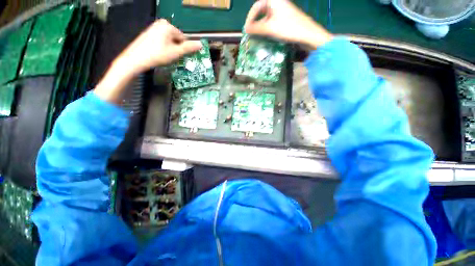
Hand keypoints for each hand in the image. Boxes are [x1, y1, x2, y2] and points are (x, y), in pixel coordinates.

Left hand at [94, 20, 200, 103]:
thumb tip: (201, 44)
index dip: (184, 49)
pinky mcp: (149, 34)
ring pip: (170, 41)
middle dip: (177, 49)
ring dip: (171, 49)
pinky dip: (164, 48)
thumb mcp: (176, 52)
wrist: (136, 59)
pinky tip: (160, 54)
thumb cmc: (157, 55)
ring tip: (166, 57)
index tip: (182, 57)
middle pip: (176, 39)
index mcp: (168, 26)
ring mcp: (154, 28)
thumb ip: (189, 48)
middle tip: (173, 58)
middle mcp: (161, 24)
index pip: (183, 38)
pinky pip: (162, 41)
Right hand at [244, 0, 332, 49]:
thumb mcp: (270, 28)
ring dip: (261, 27)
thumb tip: (245, 30)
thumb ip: (256, 28)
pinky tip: (266, 36)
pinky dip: (267, 29)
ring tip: (257, 37)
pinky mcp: (286, 19)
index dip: (250, 17)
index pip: (257, 6)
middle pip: (261, 11)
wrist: (308, 34)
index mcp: (274, 1)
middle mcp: (278, 4)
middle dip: (255, 22)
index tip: (247, 29)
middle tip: (251, 33)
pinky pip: (272, 22)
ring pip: (267, 18)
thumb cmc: (289, 28)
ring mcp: (282, 11)